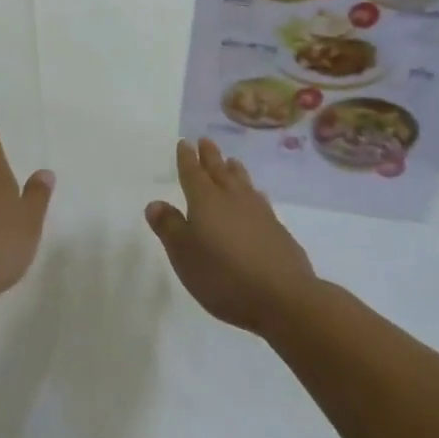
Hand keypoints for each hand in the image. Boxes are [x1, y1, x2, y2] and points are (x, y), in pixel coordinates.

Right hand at [145, 139, 317, 334]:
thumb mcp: (184, 256)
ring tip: (230, 160)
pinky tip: (256, 196)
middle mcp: (232, 198)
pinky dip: (252, 191)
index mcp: (205, 202)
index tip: (184, 143)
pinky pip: (259, 199)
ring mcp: (258, 212)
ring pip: (242, 182)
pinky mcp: (276, 228)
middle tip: (205, 140)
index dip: (186, 158)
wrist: (283, 297)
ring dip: (233, 169)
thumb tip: (155, 203)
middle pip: (218, 171)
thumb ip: (169, 227)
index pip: (192, 173)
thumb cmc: (223, 277)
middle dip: (210, 156)